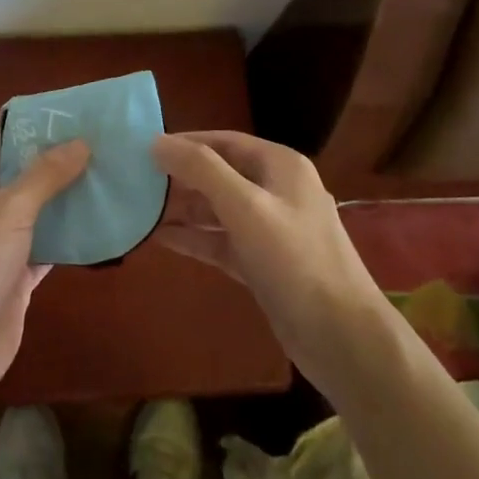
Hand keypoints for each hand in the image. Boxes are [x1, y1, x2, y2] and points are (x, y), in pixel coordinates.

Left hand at [0, 135, 89, 403]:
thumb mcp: (12, 208)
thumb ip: (46, 175)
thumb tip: (80, 142)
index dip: (25, 136)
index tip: (65, 126)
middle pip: (10, 181)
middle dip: (47, 170)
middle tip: (90, 151)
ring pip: (25, 217)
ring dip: (56, 205)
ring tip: (99, 181)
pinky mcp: (5, 280)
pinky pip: (36, 250)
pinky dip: (60, 241)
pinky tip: (94, 227)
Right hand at [151, 130, 382, 398]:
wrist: (343, 338)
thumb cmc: (295, 260)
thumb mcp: (245, 207)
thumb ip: (200, 170)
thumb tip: (156, 142)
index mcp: (280, 166)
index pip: (223, 141)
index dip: (184, 142)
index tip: (143, 149)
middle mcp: (277, 190)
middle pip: (219, 173)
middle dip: (180, 177)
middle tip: (135, 181)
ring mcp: (271, 229)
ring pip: (218, 209)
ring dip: (183, 209)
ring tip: (140, 209)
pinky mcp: (263, 263)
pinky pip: (221, 240)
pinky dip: (194, 238)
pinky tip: (160, 239)